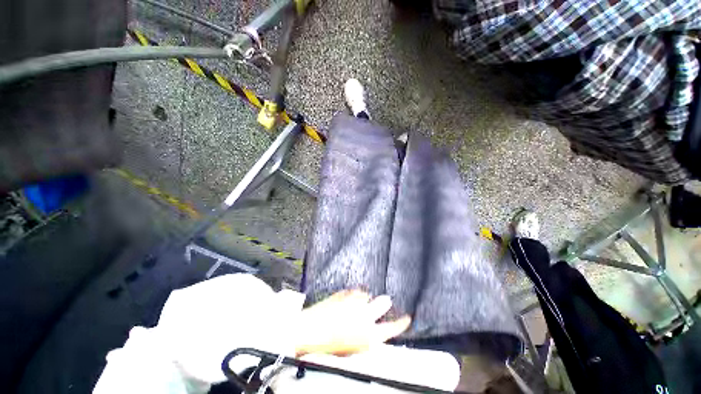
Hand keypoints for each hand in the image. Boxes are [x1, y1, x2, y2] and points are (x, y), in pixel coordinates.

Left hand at [294, 290, 411, 356]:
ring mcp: (355, 301)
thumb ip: (366, 339)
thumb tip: (373, 333)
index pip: (392, 329)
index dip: (402, 324)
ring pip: (368, 296)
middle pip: (383, 304)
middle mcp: (365, 316)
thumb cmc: (328, 346)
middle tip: (387, 300)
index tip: (407, 318)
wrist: (309, 331)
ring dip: (366, 300)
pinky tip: (350, 299)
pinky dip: (355, 295)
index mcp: (369, 335)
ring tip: (358, 304)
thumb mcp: (352, 349)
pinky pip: (355, 292)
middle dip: (385, 302)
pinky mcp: (345, 293)